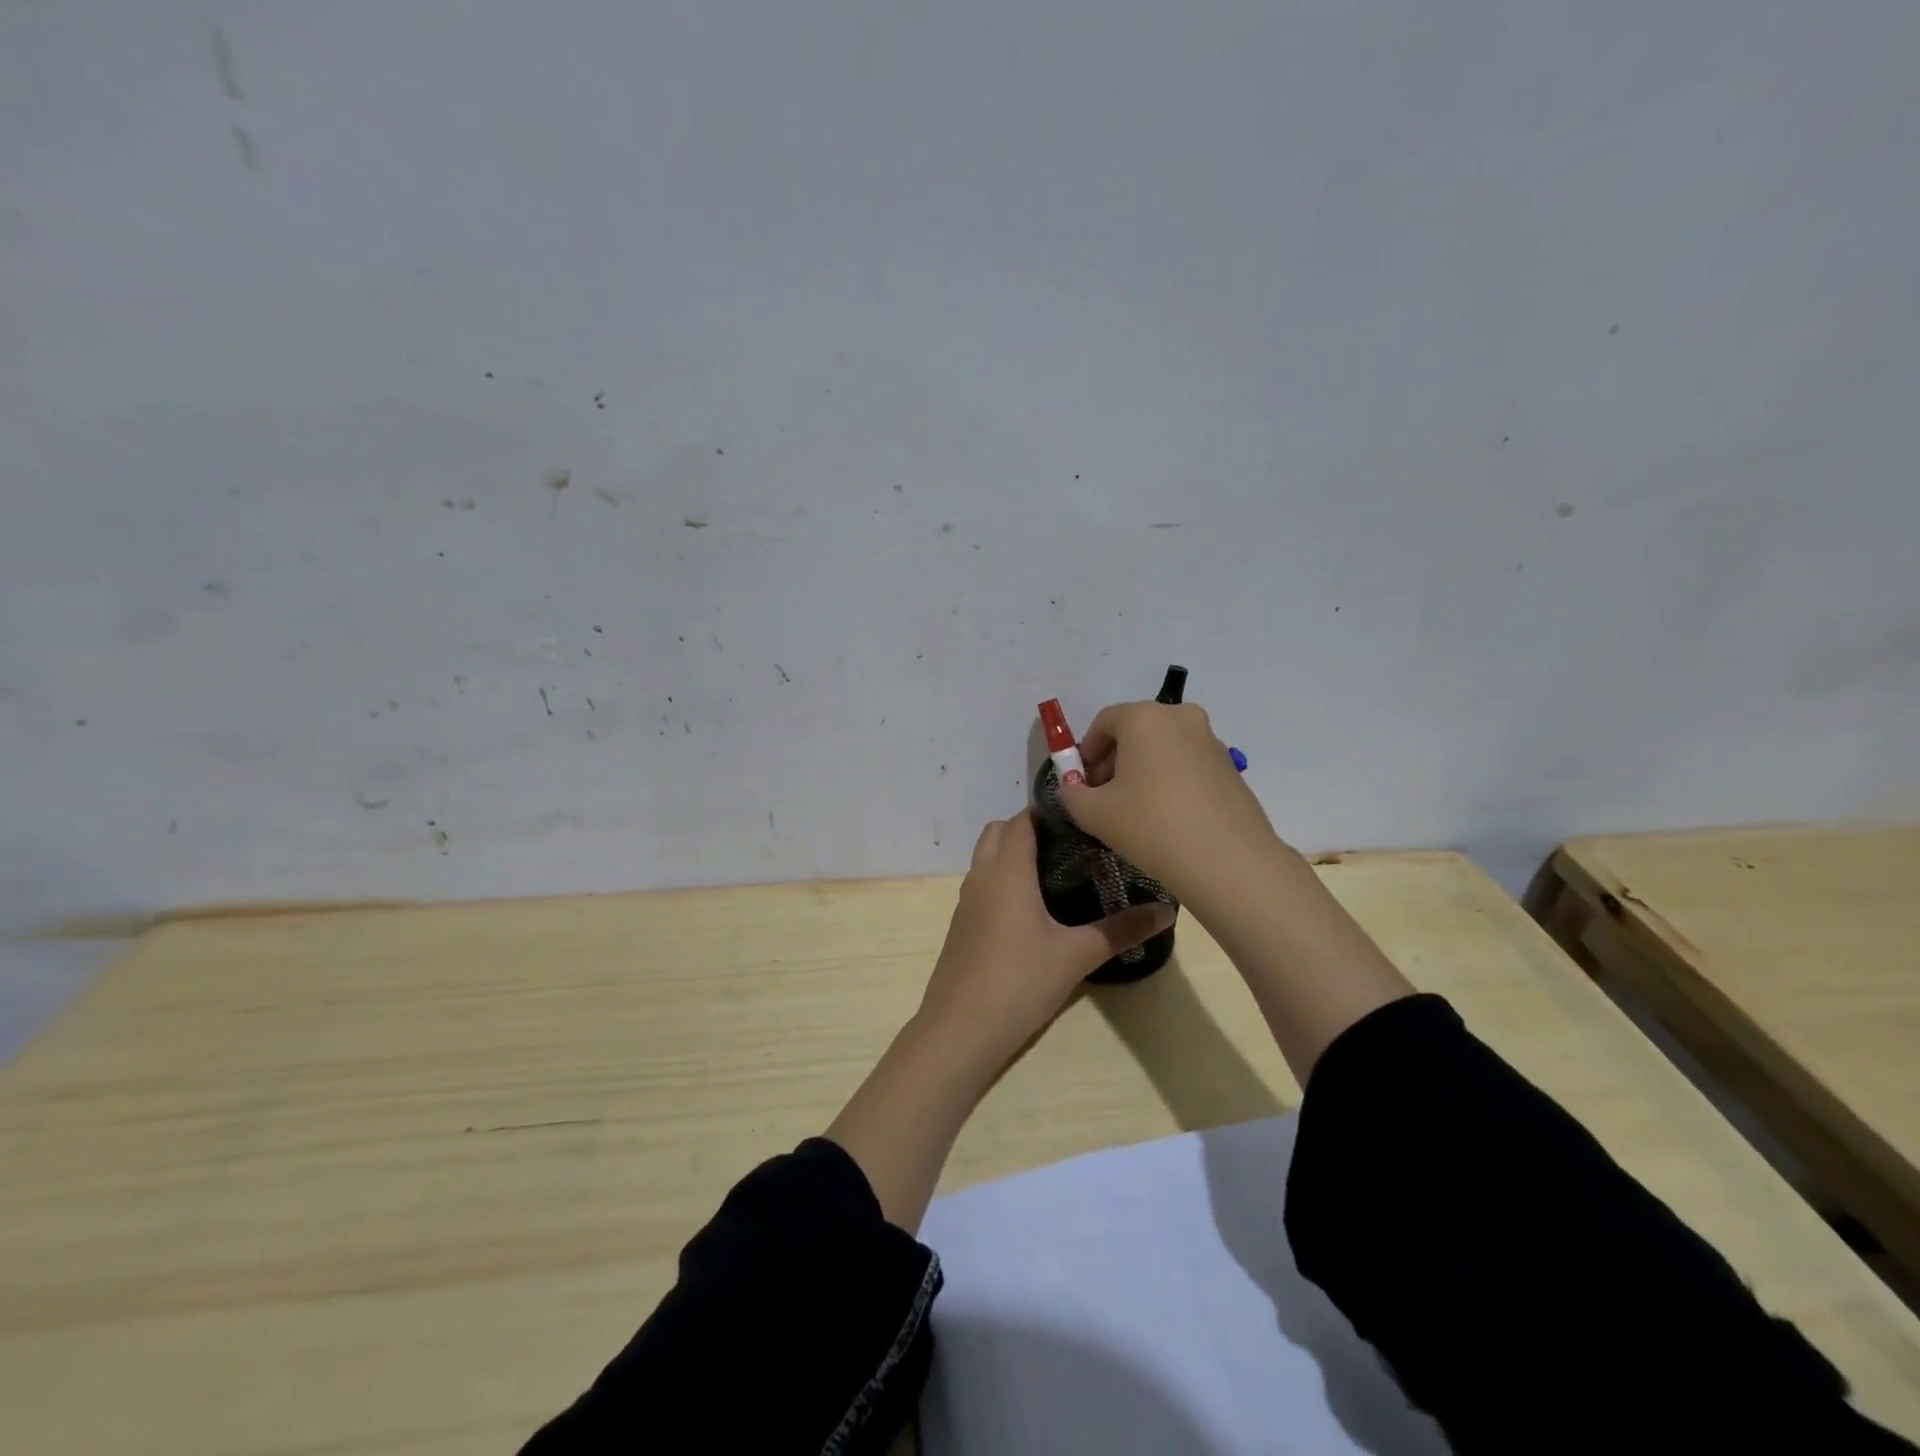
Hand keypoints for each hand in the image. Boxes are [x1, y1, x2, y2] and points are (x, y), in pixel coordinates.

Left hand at [916, 810, 1174, 1066]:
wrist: (959, 1029)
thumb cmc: (1019, 981)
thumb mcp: (1076, 955)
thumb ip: (1122, 930)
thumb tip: (1168, 910)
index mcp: (1007, 870)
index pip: (1023, 819)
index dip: (1051, 812)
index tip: (1085, 819)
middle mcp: (982, 875)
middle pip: (1000, 831)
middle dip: (1031, 829)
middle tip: (1073, 846)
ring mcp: (967, 900)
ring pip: (987, 857)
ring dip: (1014, 854)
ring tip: (1059, 873)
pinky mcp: (962, 924)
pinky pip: (983, 883)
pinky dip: (1004, 879)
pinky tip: (1033, 909)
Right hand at [1056, 700, 1281, 907]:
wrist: (1228, 861)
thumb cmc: (1151, 826)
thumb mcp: (1094, 813)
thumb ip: (1071, 794)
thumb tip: (1072, 788)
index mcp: (1145, 717)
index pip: (1104, 722)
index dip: (1086, 752)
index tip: (1081, 784)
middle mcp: (1180, 717)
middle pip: (1135, 731)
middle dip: (1114, 761)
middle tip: (1103, 799)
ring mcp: (1211, 740)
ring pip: (1162, 748)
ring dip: (1142, 771)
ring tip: (1135, 812)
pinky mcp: (1230, 767)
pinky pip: (1187, 764)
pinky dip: (1169, 781)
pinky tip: (1166, 818)